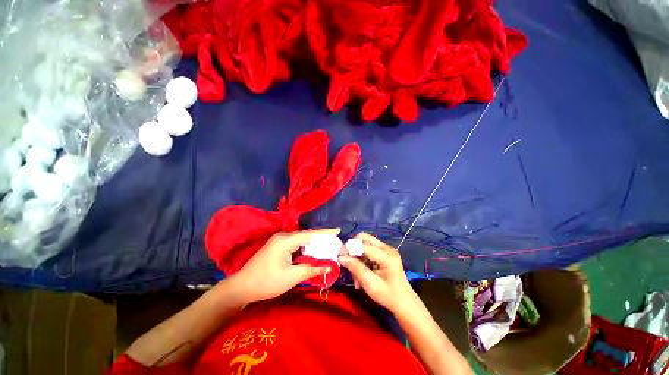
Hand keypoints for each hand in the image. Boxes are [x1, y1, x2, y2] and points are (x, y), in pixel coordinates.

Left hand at [231, 228, 339, 303]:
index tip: (338, 230)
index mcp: (286, 240)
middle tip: (335, 240)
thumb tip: (329, 267)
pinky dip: (306, 247)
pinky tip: (312, 250)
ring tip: (327, 244)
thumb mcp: (291, 277)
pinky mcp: (277, 246)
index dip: (325, 233)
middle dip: (321, 237)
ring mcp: (279, 240)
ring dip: (313, 242)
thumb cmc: (266, 282)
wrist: (241, 287)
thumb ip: (311, 269)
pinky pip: (295, 243)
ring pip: (301, 239)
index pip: (310, 234)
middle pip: (306, 235)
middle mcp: (283, 236)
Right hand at [339, 233, 416, 313]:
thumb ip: (356, 269)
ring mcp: (386, 249)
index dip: (349, 248)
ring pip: (364, 243)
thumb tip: (341, 257)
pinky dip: (361, 258)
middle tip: (346, 262)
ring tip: (355, 274)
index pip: (363, 245)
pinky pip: (368, 249)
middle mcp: (386, 247)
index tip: (340, 257)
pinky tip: (360, 272)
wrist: (404, 302)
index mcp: (386, 255)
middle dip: (352, 248)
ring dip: (356, 255)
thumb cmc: (389, 296)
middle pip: (363, 238)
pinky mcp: (384, 252)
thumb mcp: (371, 285)